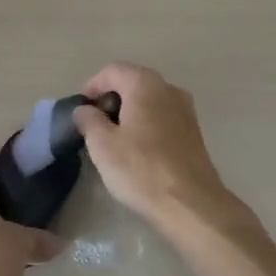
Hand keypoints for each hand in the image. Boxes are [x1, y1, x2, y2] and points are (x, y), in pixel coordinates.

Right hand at [73, 63, 244, 233]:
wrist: (191, 205)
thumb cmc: (141, 169)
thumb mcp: (102, 145)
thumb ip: (89, 120)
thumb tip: (85, 110)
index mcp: (145, 83)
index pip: (112, 70)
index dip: (92, 85)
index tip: (81, 108)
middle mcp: (168, 88)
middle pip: (133, 82)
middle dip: (111, 98)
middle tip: (94, 123)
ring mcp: (186, 110)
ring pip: (149, 100)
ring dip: (129, 112)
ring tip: (113, 137)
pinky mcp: (194, 133)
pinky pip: (163, 117)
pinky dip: (146, 124)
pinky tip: (137, 149)